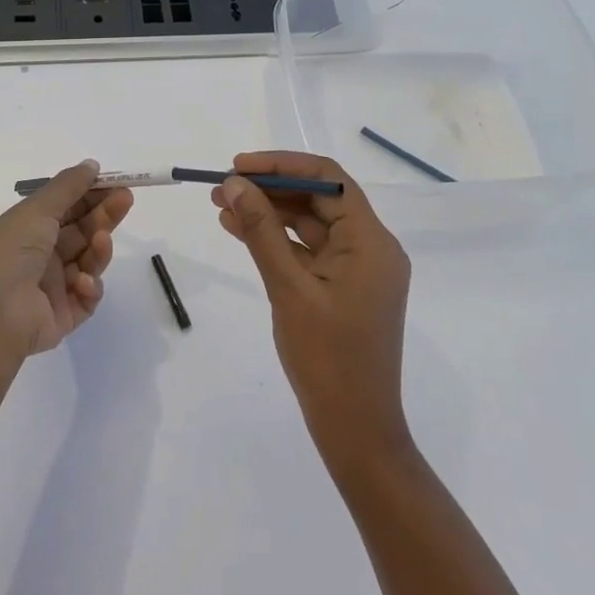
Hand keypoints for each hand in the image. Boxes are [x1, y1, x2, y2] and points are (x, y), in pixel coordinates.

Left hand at [0, 160, 134, 363]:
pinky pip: (87, 297)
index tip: (116, 182)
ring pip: (88, 262)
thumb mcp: (36, 210)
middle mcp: (40, 256)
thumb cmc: (9, 253)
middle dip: (104, 215)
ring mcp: (52, 287)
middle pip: (81, 232)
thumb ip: (67, 186)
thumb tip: (91, 164)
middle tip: (126, 200)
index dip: (90, 194)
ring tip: (102, 240)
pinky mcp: (63, 316)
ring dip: (98, 250)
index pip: (66, 207)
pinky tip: (82, 282)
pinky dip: (89, 287)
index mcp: (28, 229)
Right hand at [212, 151, 413, 473]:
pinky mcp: (342, 288)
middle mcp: (371, 247)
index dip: (282, 166)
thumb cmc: (327, 358)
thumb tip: (236, 184)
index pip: (328, 180)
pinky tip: (239, 231)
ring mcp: (357, 269)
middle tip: (223, 186)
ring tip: (222, 205)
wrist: (354, 429)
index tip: (239, 166)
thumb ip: (261, 231)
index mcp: (371, 241)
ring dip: (268, 213)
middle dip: (269, 189)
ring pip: (309, 225)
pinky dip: (276, 240)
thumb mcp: (289, 288)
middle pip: (317, 199)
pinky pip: (308, 251)